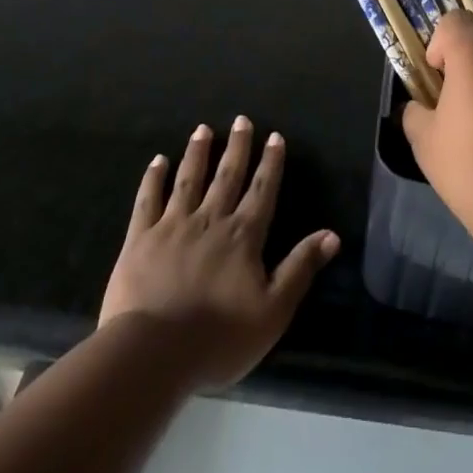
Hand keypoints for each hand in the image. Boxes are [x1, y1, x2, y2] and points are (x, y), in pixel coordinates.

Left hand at [99, 117, 338, 388]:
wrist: (153, 353)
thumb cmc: (219, 338)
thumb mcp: (273, 310)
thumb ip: (300, 268)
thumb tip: (332, 234)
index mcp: (243, 236)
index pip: (262, 190)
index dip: (271, 163)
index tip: (275, 136)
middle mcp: (210, 220)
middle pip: (227, 176)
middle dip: (237, 147)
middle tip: (241, 120)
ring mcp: (173, 225)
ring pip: (189, 180)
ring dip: (198, 153)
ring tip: (202, 129)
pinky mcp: (140, 238)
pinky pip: (148, 200)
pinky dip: (153, 178)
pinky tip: (158, 160)